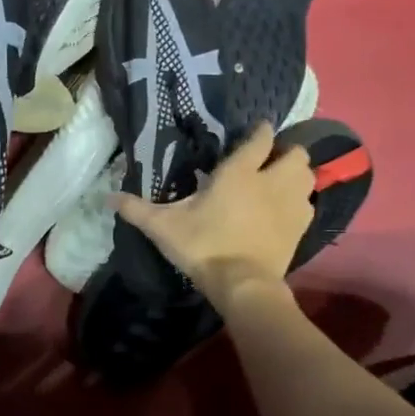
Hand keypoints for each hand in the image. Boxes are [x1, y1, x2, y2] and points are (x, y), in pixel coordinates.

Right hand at [115, 122, 312, 309]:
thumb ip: (136, 209)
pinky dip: (301, 202)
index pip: (260, 138)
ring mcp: (292, 204)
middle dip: (285, 152)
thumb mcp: (163, 227)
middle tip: (268, 161)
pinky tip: (286, 211)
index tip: (256, 131)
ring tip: (280, 182)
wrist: (242, 284)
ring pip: (307, 176)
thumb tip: (106, 197)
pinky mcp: (301, 227)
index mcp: (239, 172)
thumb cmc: (203, 246)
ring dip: (297, 175)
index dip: (261, 131)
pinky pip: (308, 204)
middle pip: (295, 153)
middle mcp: (271, 180)